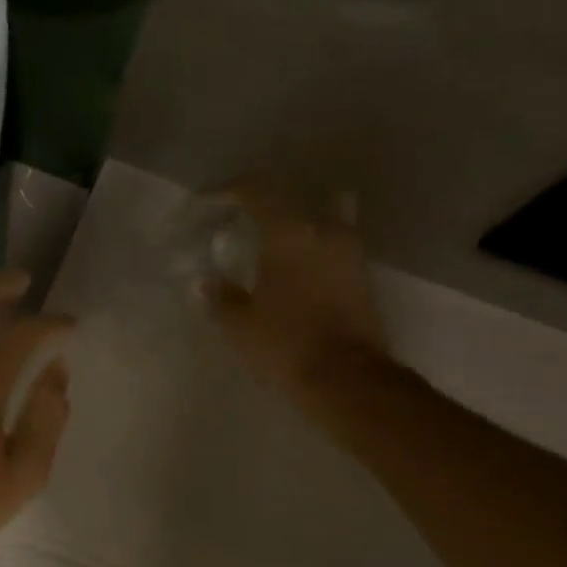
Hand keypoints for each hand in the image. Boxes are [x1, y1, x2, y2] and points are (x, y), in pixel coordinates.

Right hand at [199, 179, 393, 419]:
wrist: (345, 376)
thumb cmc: (284, 343)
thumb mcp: (239, 325)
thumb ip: (221, 298)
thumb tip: (204, 283)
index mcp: (288, 234)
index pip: (258, 192)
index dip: (231, 190)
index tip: (210, 201)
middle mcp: (323, 231)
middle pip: (296, 200)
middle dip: (268, 206)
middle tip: (246, 223)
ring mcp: (349, 253)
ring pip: (327, 218)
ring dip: (303, 224)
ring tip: (278, 243)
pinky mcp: (362, 278)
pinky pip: (337, 247)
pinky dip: (318, 249)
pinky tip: (300, 270)